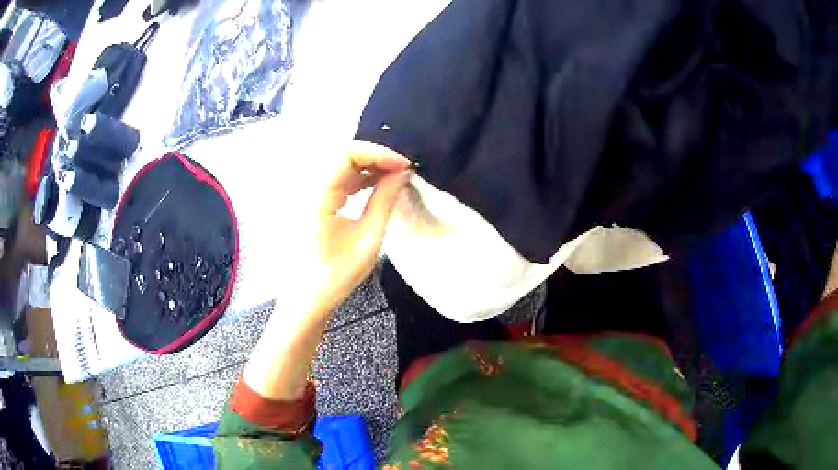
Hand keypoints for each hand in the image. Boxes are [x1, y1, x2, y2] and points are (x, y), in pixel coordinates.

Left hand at [243, 141, 411, 400]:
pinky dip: (357, 177)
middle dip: (374, 156)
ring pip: (339, 165)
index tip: (404, 165)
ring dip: (367, 166)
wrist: (307, 299)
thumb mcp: (368, 239)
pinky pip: (336, 179)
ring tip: (394, 176)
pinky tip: (376, 184)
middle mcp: (308, 188)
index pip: (346, 154)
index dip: (377, 153)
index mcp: (317, 197)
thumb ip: (385, 200)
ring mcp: (308, 194)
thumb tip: (402, 173)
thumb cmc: (336, 275)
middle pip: (341, 155)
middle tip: (401, 169)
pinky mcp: (312, 201)